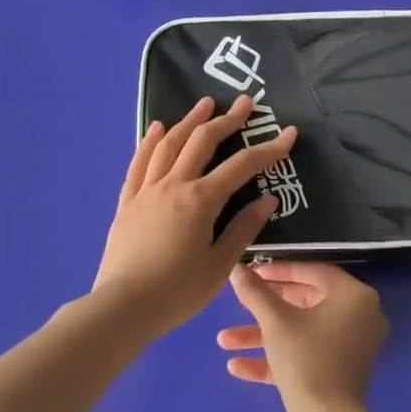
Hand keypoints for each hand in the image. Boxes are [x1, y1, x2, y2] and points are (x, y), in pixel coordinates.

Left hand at [90, 96, 299, 339]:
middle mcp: (174, 185)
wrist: (121, 309)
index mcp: (201, 200)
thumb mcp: (219, 266)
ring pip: (169, 144)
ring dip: (190, 120)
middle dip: (228, 119)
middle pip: (202, 141)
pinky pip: (139, 163)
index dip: (268, 148)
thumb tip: (268, 200)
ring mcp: (146, 191)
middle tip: (247, 103)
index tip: (289, 133)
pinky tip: (158, 128)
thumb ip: (243, 229)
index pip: (241, 166)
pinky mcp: (127, 202)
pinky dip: (151, 141)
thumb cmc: (177, 292)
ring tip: (205, 104)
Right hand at [218, 263, 386, 411]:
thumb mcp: (275, 321)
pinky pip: (304, 357)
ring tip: (223, 341)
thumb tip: (236, 269)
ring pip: (300, 333)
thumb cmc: (306, 359)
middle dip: (265, 308)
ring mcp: (348, 349)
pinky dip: (275, 359)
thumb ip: (255, 292)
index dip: (279, 271)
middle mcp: (358, 319)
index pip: (314, 272)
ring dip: (262, 336)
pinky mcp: (336, 376)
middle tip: (239, 303)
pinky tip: (237, 367)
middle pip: (305, 303)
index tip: (252, 271)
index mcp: (355, 297)